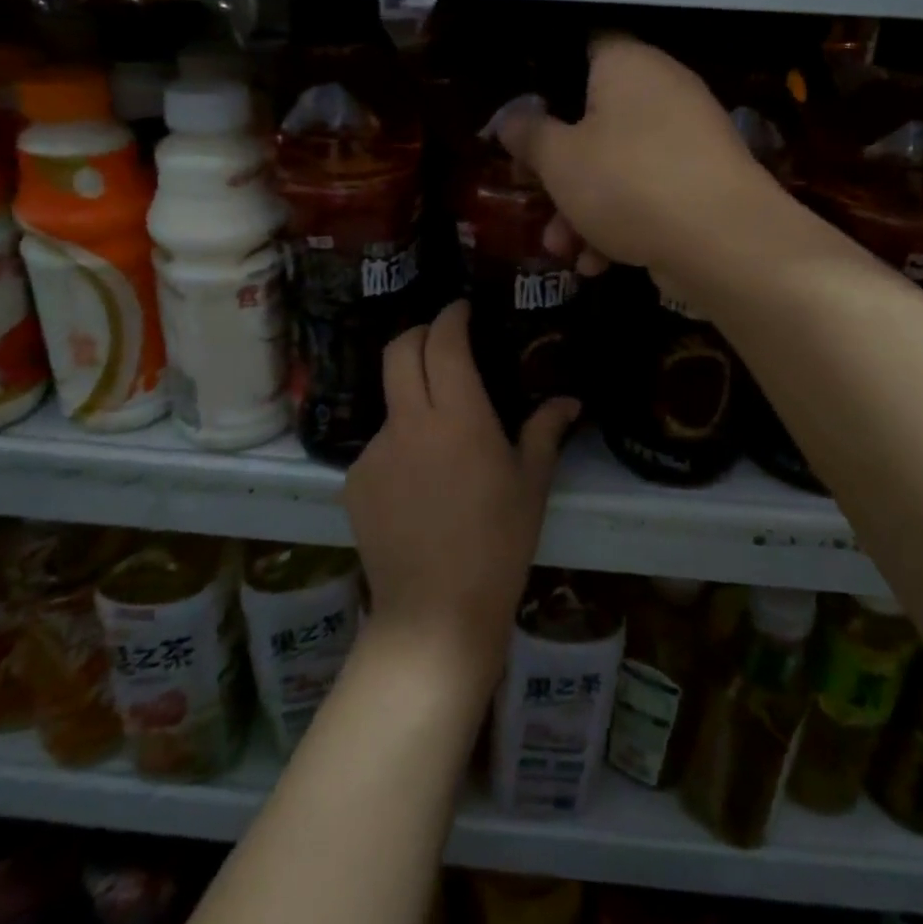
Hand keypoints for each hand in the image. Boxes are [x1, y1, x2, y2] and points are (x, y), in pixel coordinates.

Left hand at [344, 301, 578, 699]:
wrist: (434, 613)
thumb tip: (568, 400)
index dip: (451, 317)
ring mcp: (374, 451)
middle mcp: (409, 422)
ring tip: (439, 441)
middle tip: (441, 341)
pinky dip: (400, 447)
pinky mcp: (354, 480)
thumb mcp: (530, 486)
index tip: (461, 310)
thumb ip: (545, 431)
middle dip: (419, 332)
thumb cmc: (497, 546)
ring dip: (413, 399)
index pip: (444, 342)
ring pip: (391, 401)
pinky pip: (379, 446)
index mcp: (457, 417)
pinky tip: (418, 487)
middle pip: (399, 350)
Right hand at [497, 33, 781, 275]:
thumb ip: (529, 136)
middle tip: (535, 196)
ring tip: (562, 251)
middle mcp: (663, 92)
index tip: (526, 113)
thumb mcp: (559, 160)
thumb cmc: (626, 183)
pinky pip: (648, 194)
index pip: (586, 46)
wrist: (722, 243)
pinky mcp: (702, 185)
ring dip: (583, 209)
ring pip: (619, 166)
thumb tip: (510, 119)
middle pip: (596, 120)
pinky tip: (599, 264)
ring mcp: (688, 141)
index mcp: (628, 65)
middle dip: (560, 169)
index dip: (550, 75)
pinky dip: (621, 224)